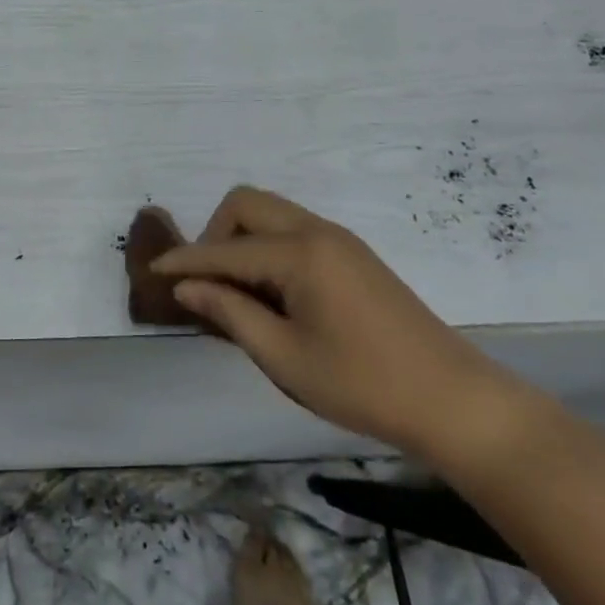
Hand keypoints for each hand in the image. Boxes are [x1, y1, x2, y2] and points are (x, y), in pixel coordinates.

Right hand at [152, 187, 528, 464]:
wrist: (454, 400)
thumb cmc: (363, 384)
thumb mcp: (285, 357)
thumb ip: (230, 313)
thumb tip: (187, 286)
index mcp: (300, 253)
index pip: (226, 248)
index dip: (185, 260)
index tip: (150, 271)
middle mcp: (317, 231)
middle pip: (246, 204)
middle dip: (214, 235)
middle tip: (206, 284)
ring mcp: (338, 239)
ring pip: (270, 212)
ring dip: (241, 239)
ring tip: (233, 291)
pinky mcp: (351, 254)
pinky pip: (292, 230)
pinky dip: (266, 247)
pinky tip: (268, 292)